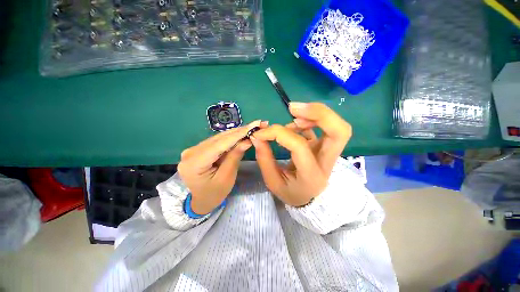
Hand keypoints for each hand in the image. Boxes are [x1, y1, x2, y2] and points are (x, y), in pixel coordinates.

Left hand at [178, 120, 267, 214]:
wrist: (201, 201)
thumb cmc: (214, 194)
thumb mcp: (227, 177)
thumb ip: (235, 157)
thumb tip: (247, 140)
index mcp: (194, 164)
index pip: (219, 144)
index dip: (238, 134)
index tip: (254, 125)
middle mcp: (190, 153)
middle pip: (218, 139)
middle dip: (239, 131)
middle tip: (256, 124)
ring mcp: (193, 150)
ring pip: (218, 138)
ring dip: (235, 133)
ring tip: (251, 128)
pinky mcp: (198, 150)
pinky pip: (216, 142)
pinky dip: (229, 138)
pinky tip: (240, 134)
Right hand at [250, 102, 351, 206]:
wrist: (310, 197)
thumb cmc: (292, 192)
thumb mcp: (274, 182)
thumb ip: (264, 159)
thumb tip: (257, 137)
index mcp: (312, 174)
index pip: (298, 146)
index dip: (278, 133)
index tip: (261, 133)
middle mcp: (326, 162)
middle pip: (339, 131)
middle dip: (318, 113)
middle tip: (292, 108)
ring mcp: (329, 152)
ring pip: (336, 125)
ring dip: (313, 114)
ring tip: (292, 116)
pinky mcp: (325, 146)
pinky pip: (322, 127)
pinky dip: (309, 119)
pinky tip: (295, 124)